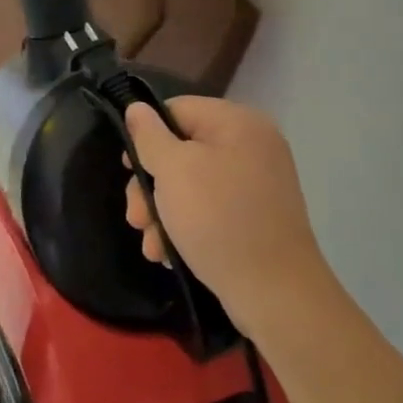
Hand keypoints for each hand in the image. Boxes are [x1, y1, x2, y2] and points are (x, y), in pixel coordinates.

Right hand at [123, 97, 335, 338]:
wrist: (275, 293)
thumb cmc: (218, 219)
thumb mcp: (173, 170)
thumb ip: (150, 136)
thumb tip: (137, 108)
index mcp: (238, 123)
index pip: (177, 110)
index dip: (146, 136)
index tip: (127, 169)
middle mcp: (251, 146)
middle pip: (181, 150)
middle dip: (151, 185)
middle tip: (134, 217)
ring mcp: (256, 184)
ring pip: (191, 184)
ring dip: (162, 212)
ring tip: (150, 243)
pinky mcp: (255, 217)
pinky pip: (210, 209)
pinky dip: (186, 226)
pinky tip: (167, 253)